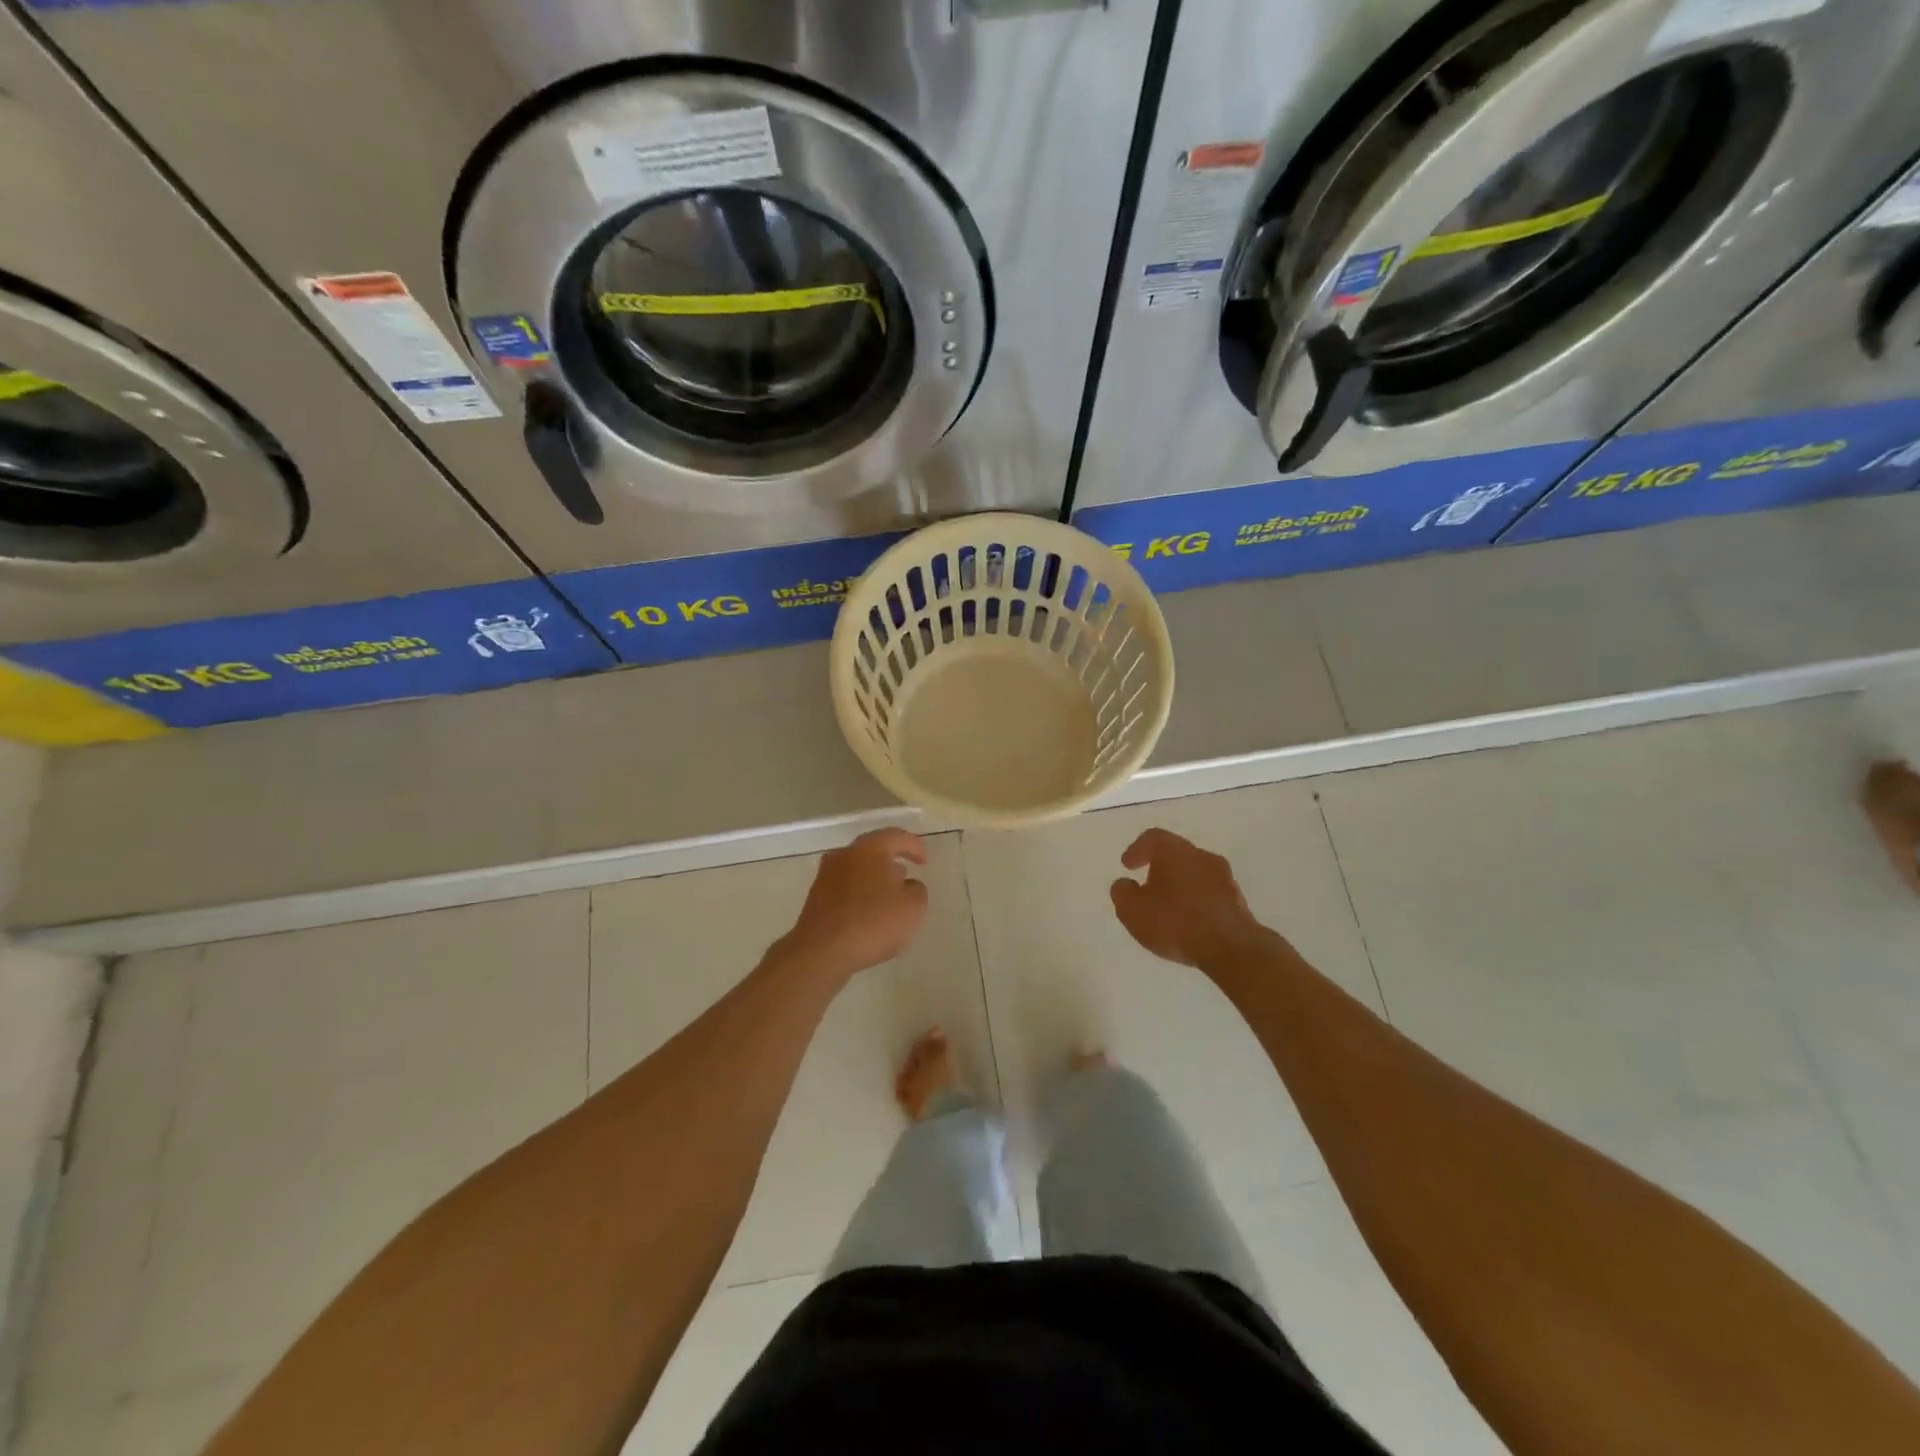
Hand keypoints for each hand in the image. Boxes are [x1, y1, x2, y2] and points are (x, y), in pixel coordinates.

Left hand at [779, 828, 928, 980]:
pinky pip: (844, 887)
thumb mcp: (913, 907)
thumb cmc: (873, 922)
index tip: (924, 862)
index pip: (897, 836)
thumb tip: (907, 884)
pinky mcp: (815, 897)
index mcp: (870, 848)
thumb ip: (916, 889)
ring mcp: (826, 875)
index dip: (914, 846)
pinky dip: (858, 893)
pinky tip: (867, 912)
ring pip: (856, 868)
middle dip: (890, 860)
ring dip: (873, 877)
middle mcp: (845, 854)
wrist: (822, 951)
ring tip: (887, 896)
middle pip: (873, 849)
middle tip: (905, 874)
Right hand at [1110, 828, 1271, 970]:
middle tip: (1147, 885)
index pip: (1153, 838)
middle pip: (1176, 854)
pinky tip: (1189, 921)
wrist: (1231, 948)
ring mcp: (1224, 877)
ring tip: (1168, 907)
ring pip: (1195, 873)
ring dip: (1180, 885)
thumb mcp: (1132, 910)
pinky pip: (1210, 893)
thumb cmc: (1175, 922)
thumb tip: (1125, 884)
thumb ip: (1122, 893)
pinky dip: (1196, 901)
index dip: (1137, 849)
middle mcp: (1201, 856)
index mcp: (1173, 851)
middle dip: (1160, 868)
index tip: (1127, 866)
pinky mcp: (1238, 900)